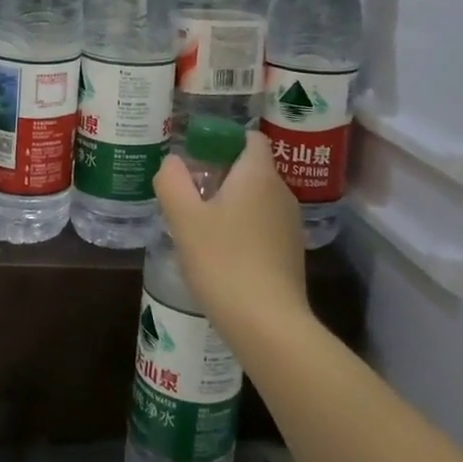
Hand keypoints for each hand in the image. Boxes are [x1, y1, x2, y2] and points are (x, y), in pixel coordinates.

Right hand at [153, 130, 309, 345]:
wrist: (268, 324)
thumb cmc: (223, 261)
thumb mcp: (184, 218)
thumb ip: (172, 181)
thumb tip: (172, 162)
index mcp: (258, 175)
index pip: (250, 137)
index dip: (224, 140)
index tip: (197, 157)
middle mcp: (281, 192)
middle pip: (251, 168)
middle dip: (220, 174)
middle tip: (188, 193)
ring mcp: (290, 225)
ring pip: (256, 199)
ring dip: (229, 204)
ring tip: (198, 225)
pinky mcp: (290, 253)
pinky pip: (262, 226)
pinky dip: (242, 229)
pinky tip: (219, 253)